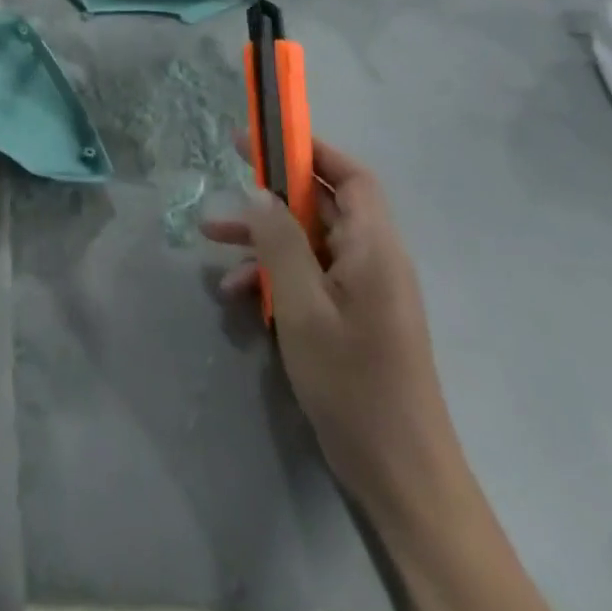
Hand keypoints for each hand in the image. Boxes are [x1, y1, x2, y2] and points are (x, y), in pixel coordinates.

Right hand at [202, 138, 458, 514]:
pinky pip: (310, 276)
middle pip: (323, 205)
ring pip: (309, 241)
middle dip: (273, 191)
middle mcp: (373, 260)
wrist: (400, 474)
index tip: (263, 136)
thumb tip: (259, 192)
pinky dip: (274, 274)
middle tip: (229, 174)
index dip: (309, 149)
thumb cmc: (353, 383)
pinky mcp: (352, 318)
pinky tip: (237, 293)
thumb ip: (280, 242)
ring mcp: (363, 291)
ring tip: (212, 235)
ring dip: (264, 235)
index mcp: (374, 248)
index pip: (350, 176)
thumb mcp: (303, 307)